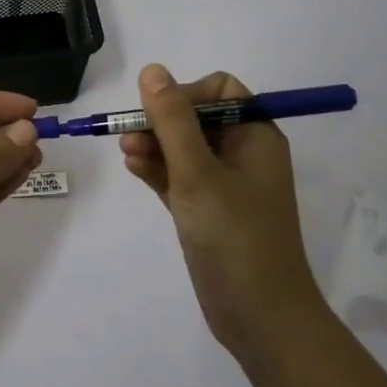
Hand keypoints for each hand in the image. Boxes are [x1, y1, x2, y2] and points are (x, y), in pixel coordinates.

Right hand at [120, 64, 321, 354]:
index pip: (220, 91)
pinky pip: (180, 177)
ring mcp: (225, 185)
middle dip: (162, 122)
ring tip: (126, 153)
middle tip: (129, 136)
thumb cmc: (234, 236)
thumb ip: (172, 120)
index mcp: (255, 137)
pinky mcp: (208, 211)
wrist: (260, 317)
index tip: (158, 115)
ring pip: (184, 149)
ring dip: (155, 145)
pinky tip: (133, 167)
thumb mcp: (197, 172)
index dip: (186, 94)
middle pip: (197, 118)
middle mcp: (243, 155)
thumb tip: (152, 70)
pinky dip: (158, 170)